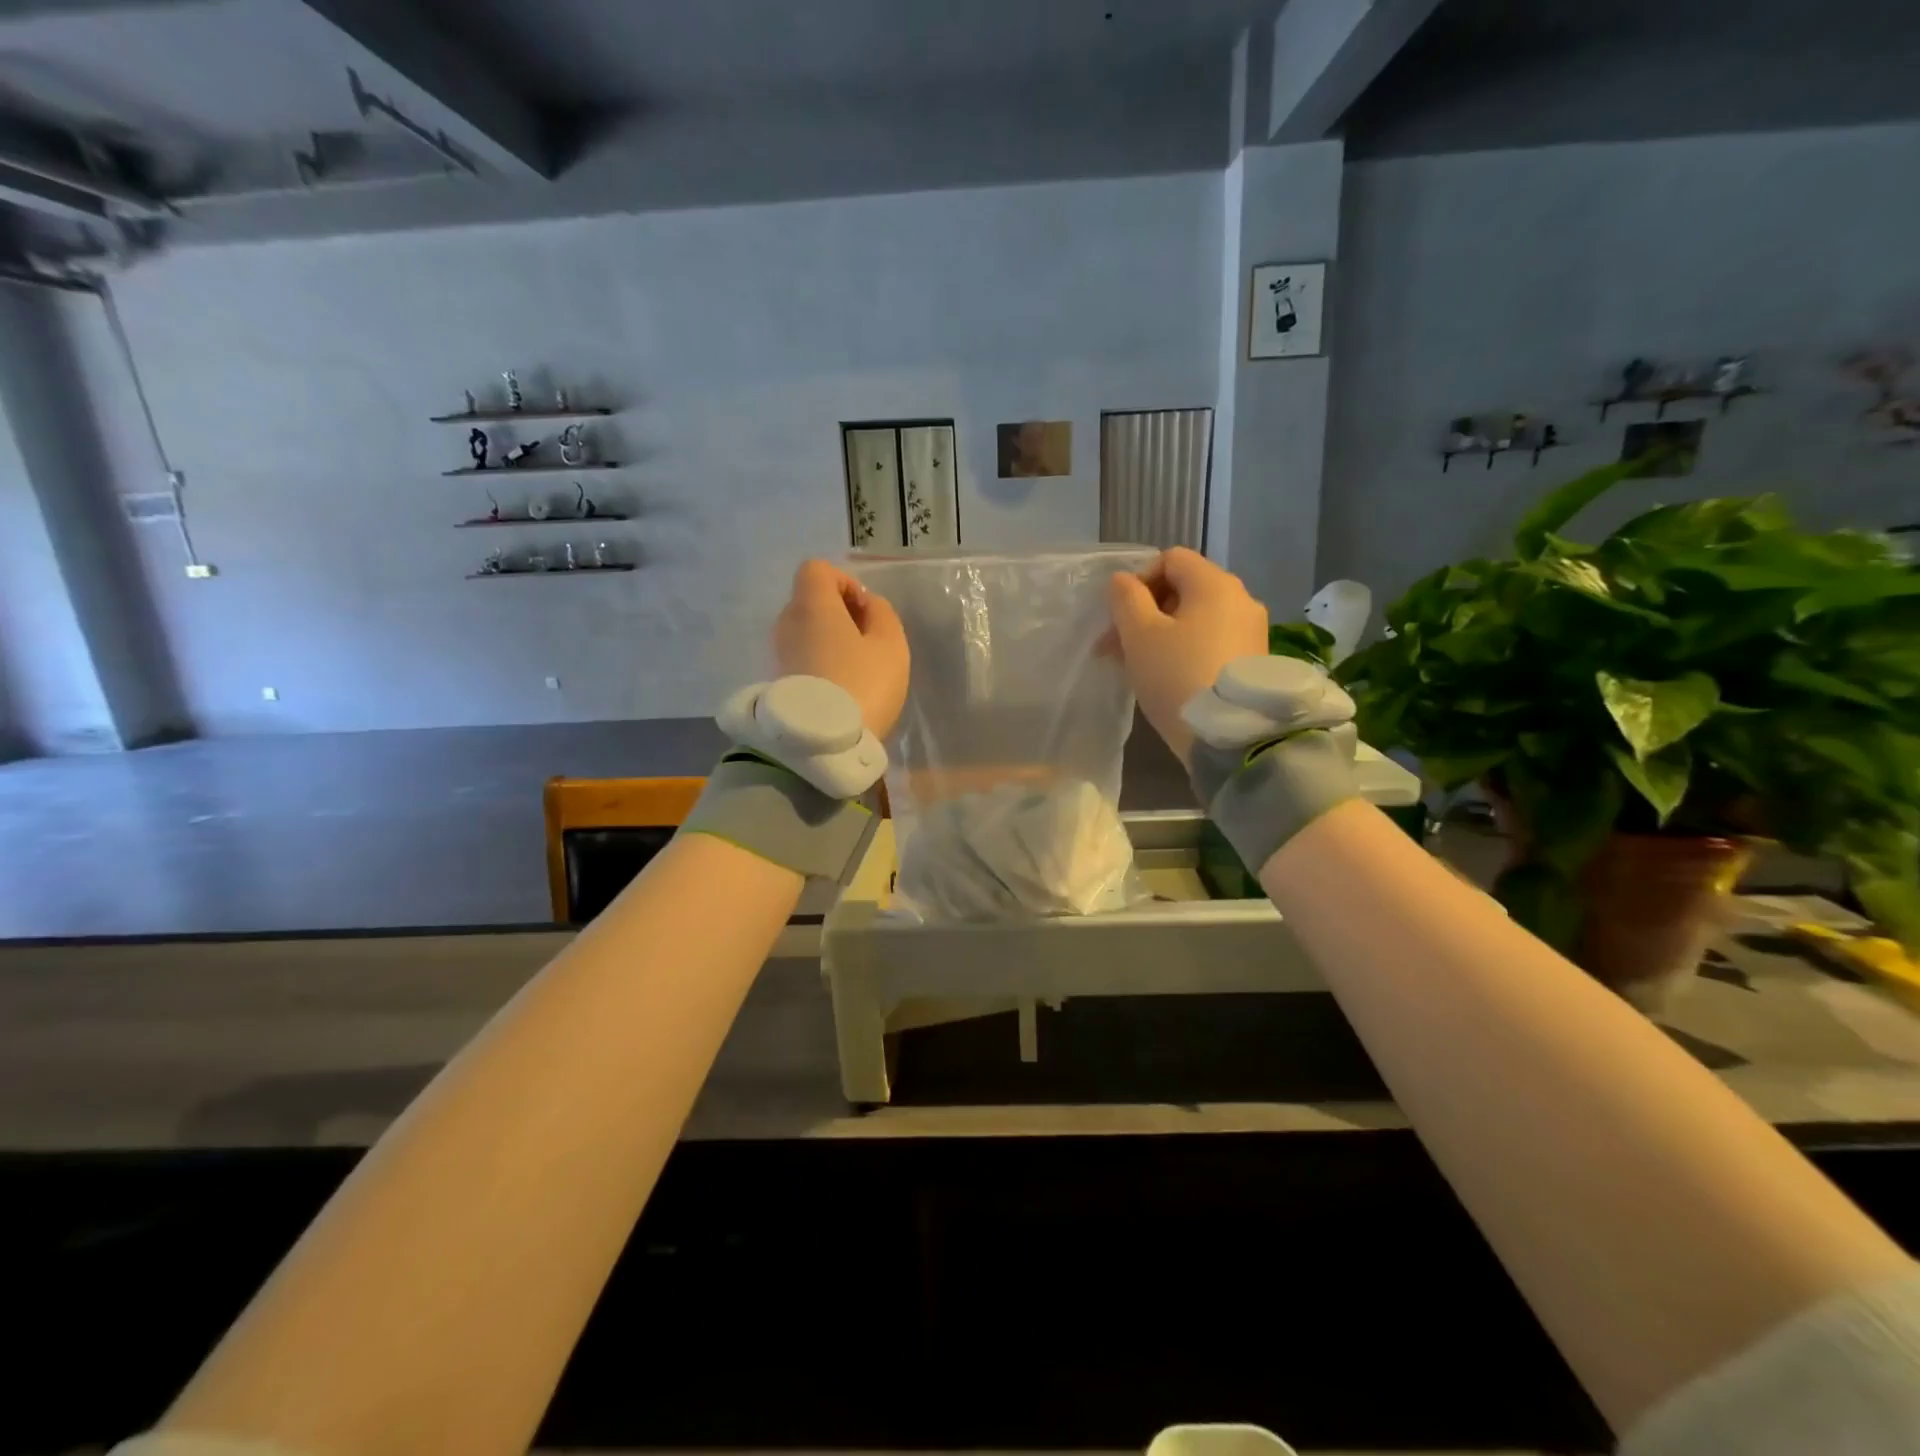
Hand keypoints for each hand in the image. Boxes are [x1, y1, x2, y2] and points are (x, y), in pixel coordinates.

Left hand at [774, 560, 909, 737]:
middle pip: (810, 600)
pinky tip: (840, 686)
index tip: (866, 611)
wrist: (821, 743)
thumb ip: (883, 614)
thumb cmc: (862, 684)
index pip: (817, 569)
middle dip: (839, 613)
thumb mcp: (890, 645)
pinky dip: (818, 661)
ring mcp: (777, 653)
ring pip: (805, 630)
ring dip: (829, 639)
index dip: (845, 582)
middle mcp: (786, 621)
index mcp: (812, 604)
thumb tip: (868, 605)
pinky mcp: (775, 680)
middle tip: (867, 642)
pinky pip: (800, 656)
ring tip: (856, 668)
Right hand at [1108, 547, 1268, 766]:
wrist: (1230, 736)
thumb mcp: (1139, 635)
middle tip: (1117, 646)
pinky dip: (1184, 648)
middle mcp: (1241, 599)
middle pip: (1184, 588)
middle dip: (1145, 611)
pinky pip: (1211, 639)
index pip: (1170, 559)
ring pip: (1196, 617)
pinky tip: (1167, 677)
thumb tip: (1122, 580)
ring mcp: (1251, 630)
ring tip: (1136, 665)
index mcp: (1215, 584)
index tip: (1120, 616)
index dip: (1138, 580)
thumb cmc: (1177, 676)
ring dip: (1161, 633)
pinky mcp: (1253, 659)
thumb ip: (1126, 599)